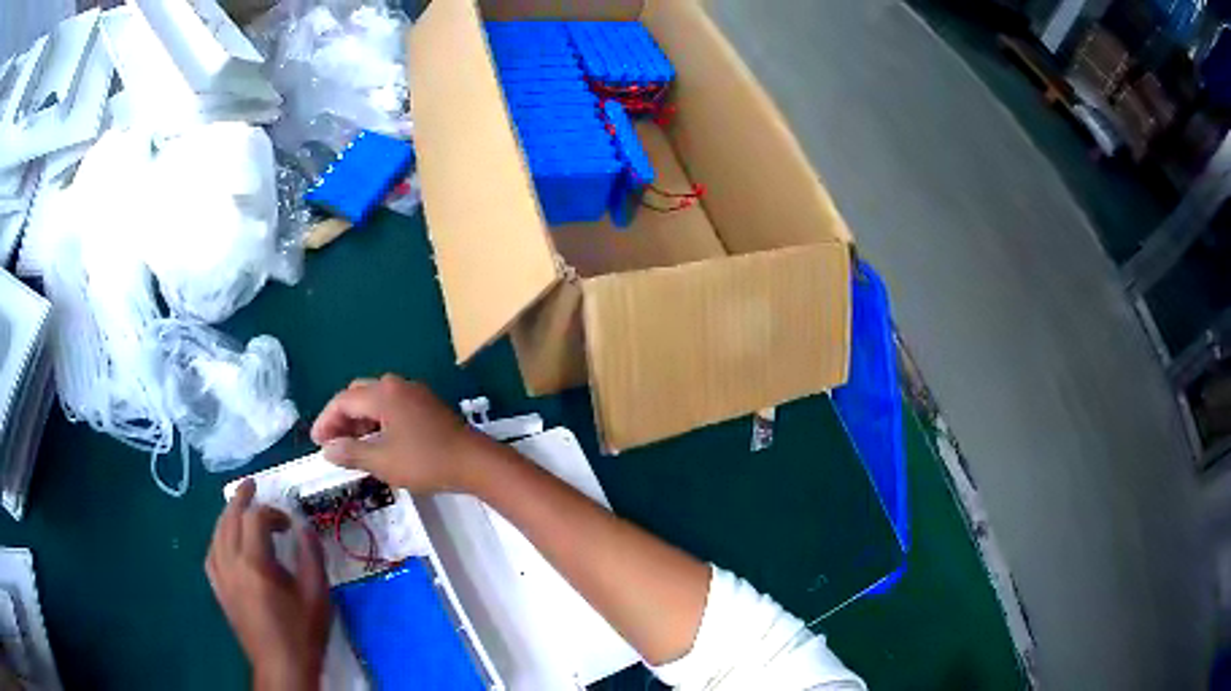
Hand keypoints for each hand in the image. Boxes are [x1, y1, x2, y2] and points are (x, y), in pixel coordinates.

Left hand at [206, 480, 330, 690]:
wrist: (282, 667)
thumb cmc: (302, 633)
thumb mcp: (317, 595)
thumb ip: (311, 556)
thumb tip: (304, 528)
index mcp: (255, 563)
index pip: (255, 519)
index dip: (272, 513)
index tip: (289, 525)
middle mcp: (231, 564)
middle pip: (229, 519)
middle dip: (241, 499)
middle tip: (252, 485)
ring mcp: (221, 577)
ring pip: (217, 534)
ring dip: (228, 516)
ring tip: (239, 508)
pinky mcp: (219, 590)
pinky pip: (211, 554)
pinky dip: (218, 539)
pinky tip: (225, 541)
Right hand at [311, 375, 488, 493]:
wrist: (474, 462)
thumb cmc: (425, 461)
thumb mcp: (382, 461)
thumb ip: (350, 453)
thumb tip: (327, 449)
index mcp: (383, 394)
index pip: (343, 400)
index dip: (325, 421)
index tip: (316, 442)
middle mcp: (396, 385)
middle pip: (358, 394)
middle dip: (341, 417)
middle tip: (332, 443)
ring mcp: (414, 393)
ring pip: (376, 400)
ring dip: (359, 420)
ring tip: (352, 446)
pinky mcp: (427, 405)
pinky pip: (392, 406)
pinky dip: (378, 421)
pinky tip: (378, 442)